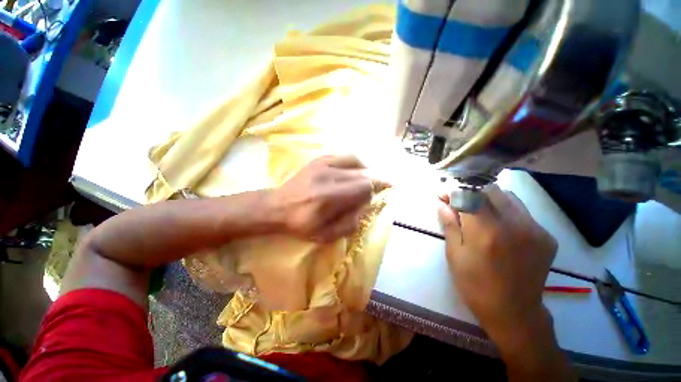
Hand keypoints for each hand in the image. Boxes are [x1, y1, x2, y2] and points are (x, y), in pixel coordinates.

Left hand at [269, 155, 383, 242]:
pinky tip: (354, 171)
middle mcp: (328, 176)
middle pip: (363, 175)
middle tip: (365, 193)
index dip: (371, 194)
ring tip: (361, 182)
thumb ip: (350, 224)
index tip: (367, 201)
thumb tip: (364, 207)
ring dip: (363, 174)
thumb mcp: (325, 235)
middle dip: (368, 185)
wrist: (277, 206)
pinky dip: (355, 163)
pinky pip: (345, 156)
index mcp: (329, 197)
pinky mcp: (319, 160)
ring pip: (357, 163)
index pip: (364, 187)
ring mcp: (323, 165)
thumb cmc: (301, 224)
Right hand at [437, 186, 557, 341]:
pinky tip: (499, 226)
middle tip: (460, 203)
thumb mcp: (455, 255)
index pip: (468, 195)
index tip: (443, 195)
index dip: (453, 192)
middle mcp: (513, 224)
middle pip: (489, 190)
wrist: (514, 312)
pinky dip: (506, 211)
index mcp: (486, 231)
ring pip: (508, 197)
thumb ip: (449, 225)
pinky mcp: (546, 236)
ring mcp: (534, 229)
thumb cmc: (475, 285)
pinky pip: (522, 211)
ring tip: (479, 212)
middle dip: (470, 192)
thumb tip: (441, 203)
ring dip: (489, 199)